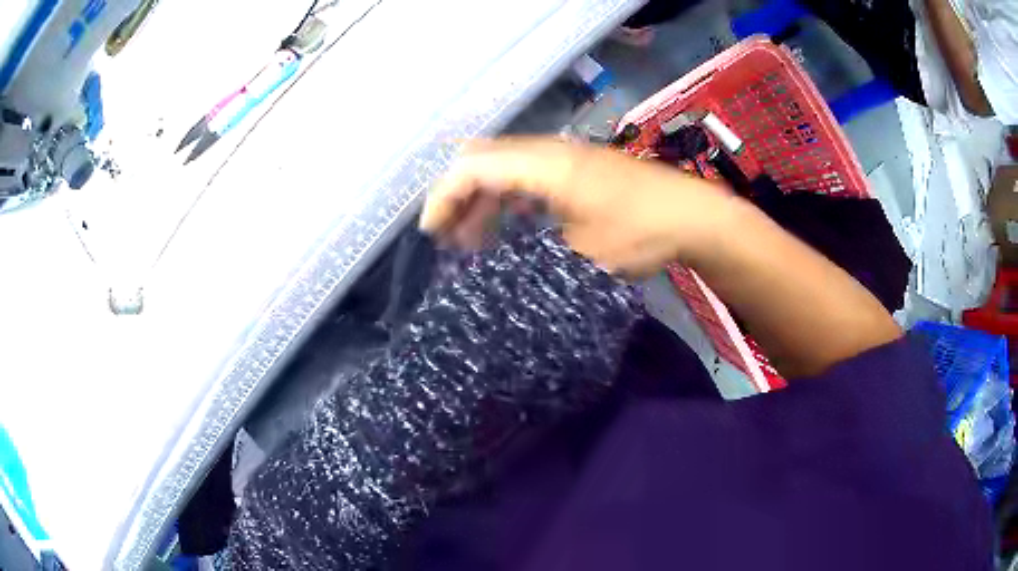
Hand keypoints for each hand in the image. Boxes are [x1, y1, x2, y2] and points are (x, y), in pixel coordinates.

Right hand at [419, 137, 728, 276]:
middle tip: (449, 239)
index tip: (433, 235)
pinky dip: (508, 198)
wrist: (694, 215)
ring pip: (504, 167)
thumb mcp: (581, 254)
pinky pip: (527, 175)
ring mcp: (565, 156)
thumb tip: (494, 266)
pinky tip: (511, 226)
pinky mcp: (578, 167)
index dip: (444, 197)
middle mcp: (548, 151)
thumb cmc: (641, 232)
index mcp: (544, 166)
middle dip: (458, 196)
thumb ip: (530, 254)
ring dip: (483, 199)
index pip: (472, 167)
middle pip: (482, 160)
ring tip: (474, 240)